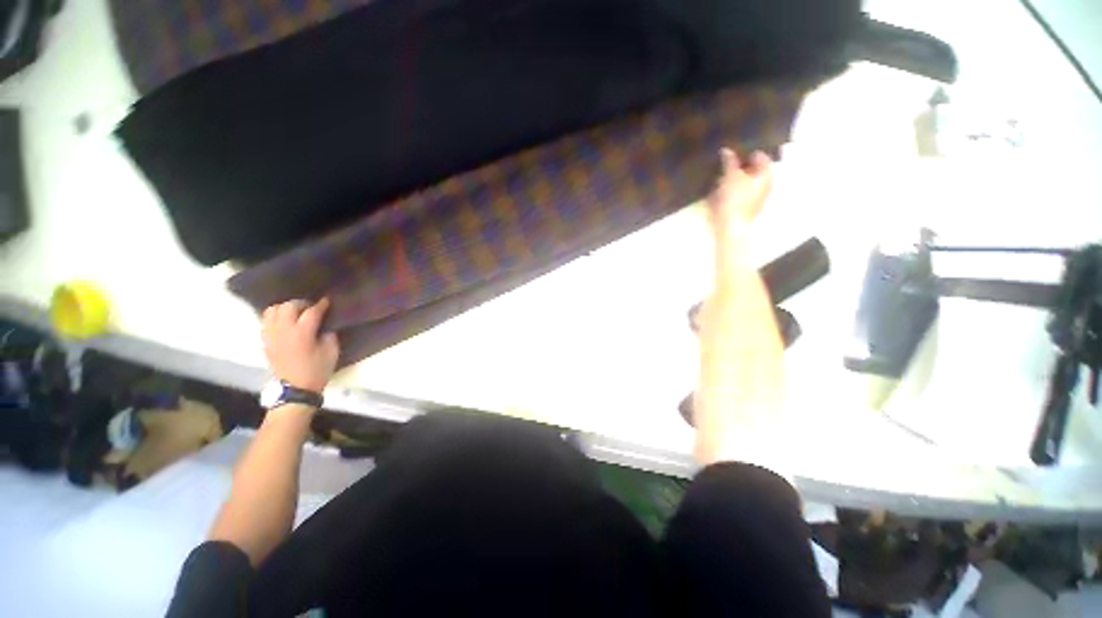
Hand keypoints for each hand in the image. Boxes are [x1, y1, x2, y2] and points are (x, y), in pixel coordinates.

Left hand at [261, 298, 339, 392]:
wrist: (295, 389)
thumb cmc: (317, 370)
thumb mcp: (331, 352)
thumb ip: (329, 334)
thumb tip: (325, 325)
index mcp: (302, 333)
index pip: (311, 311)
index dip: (321, 305)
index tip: (328, 301)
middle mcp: (283, 330)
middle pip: (289, 306)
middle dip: (302, 303)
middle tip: (312, 307)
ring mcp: (271, 335)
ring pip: (272, 310)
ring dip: (285, 308)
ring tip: (296, 312)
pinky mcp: (265, 341)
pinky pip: (266, 321)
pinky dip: (275, 317)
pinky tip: (285, 322)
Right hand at [706, 149, 772, 247]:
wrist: (730, 227)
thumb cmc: (734, 199)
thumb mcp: (730, 176)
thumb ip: (729, 162)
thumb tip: (727, 150)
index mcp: (766, 175)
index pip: (761, 156)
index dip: (748, 152)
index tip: (735, 151)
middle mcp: (766, 185)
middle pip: (754, 170)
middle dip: (742, 166)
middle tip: (727, 163)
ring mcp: (757, 199)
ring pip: (747, 183)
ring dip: (736, 179)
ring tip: (721, 177)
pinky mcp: (747, 209)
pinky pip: (741, 194)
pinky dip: (733, 190)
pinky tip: (721, 192)